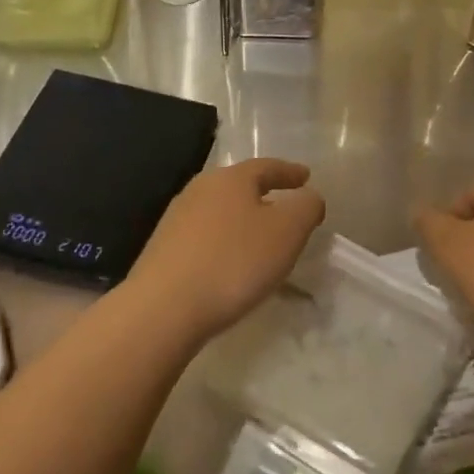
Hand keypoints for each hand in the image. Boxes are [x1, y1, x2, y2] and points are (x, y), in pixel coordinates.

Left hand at [125, 158, 326, 340]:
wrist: (164, 307)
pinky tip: (231, 261)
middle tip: (285, 205)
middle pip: (238, 186)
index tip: (306, 177)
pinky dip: (225, 241)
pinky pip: (205, 236)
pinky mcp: (164, 249)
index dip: (289, 172)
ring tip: (261, 237)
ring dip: (243, 220)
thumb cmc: (234, 262)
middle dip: (264, 194)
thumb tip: (309, 196)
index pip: (266, 167)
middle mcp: (199, 190)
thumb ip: (306, 208)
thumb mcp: (286, 232)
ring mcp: (177, 219)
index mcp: (230, 179)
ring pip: (220, 211)